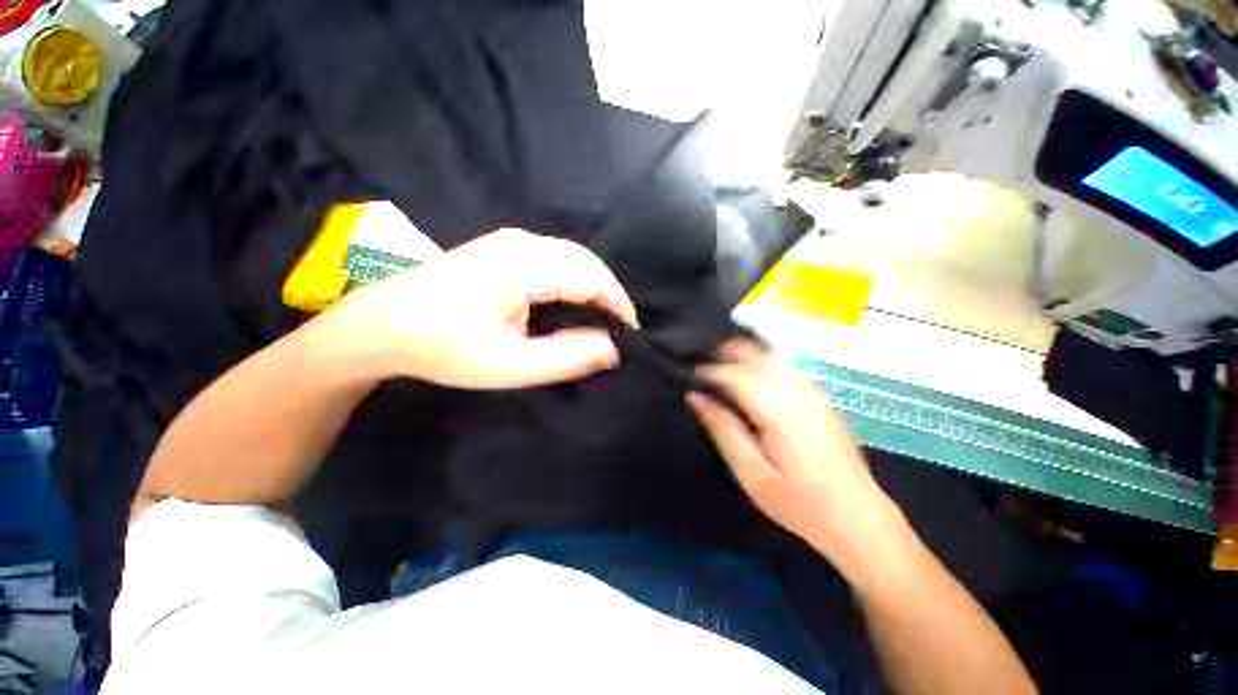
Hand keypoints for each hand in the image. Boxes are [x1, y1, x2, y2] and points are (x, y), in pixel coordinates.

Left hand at [320, 229, 637, 388]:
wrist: (381, 325)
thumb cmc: (443, 347)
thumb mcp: (508, 364)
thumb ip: (565, 357)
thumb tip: (611, 349)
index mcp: (525, 265)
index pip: (593, 278)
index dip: (618, 305)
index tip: (631, 334)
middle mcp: (523, 243)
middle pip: (586, 262)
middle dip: (610, 294)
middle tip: (620, 329)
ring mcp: (511, 241)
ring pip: (573, 258)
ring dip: (594, 286)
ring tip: (603, 319)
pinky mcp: (503, 248)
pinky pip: (556, 259)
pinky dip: (575, 280)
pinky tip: (575, 303)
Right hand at [689, 341, 903, 564]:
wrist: (859, 518)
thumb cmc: (799, 503)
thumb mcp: (751, 473)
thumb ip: (723, 430)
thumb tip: (695, 398)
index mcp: (778, 410)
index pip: (735, 374)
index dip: (708, 370)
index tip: (688, 375)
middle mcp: (798, 392)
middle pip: (756, 353)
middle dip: (725, 352)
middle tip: (701, 367)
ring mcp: (814, 392)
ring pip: (771, 355)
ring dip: (743, 355)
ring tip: (720, 369)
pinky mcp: (821, 397)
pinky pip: (784, 367)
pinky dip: (760, 363)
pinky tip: (749, 379)